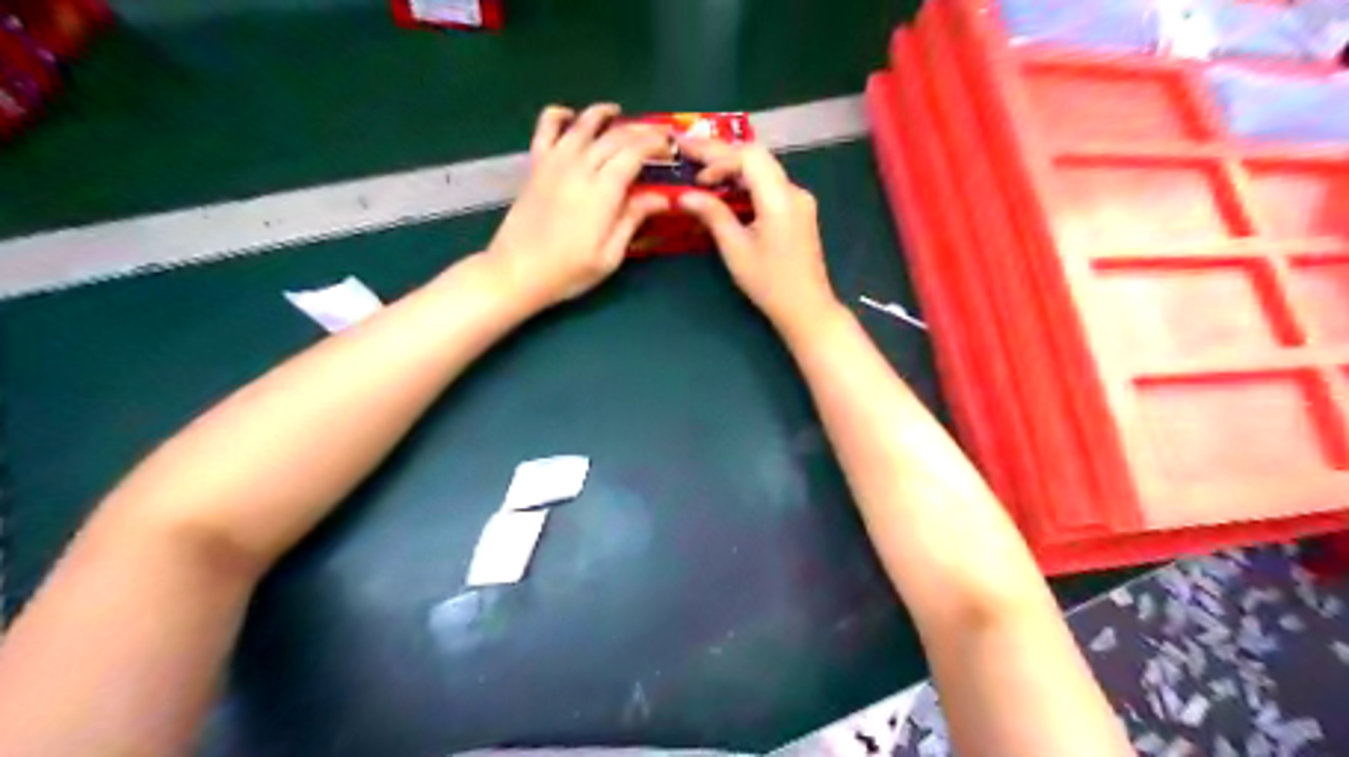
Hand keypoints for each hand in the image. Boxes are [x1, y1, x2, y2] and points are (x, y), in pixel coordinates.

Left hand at [482, 105, 672, 308]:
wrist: (516, 272)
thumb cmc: (568, 271)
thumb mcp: (610, 256)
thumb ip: (633, 220)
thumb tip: (662, 197)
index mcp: (602, 191)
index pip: (634, 152)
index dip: (655, 144)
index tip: (670, 147)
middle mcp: (579, 168)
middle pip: (614, 136)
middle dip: (639, 130)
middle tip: (656, 134)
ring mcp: (554, 163)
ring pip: (583, 125)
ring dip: (603, 114)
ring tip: (618, 113)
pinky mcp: (536, 166)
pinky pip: (545, 129)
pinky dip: (558, 115)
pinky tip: (569, 116)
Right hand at [680, 140, 841, 339]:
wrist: (807, 308)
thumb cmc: (769, 283)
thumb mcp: (736, 250)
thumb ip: (713, 215)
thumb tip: (685, 196)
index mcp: (780, 198)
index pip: (748, 157)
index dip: (717, 158)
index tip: (693, 171)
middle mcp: (793, 191)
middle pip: (756, 157)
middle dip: (721, 154)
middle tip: (688, 153)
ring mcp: (799, 200)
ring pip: (763, 169)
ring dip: (732, 168)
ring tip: (702, 172)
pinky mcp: (798, 211)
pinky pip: (769, 185)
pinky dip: (745, 183)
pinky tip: (726, 191)